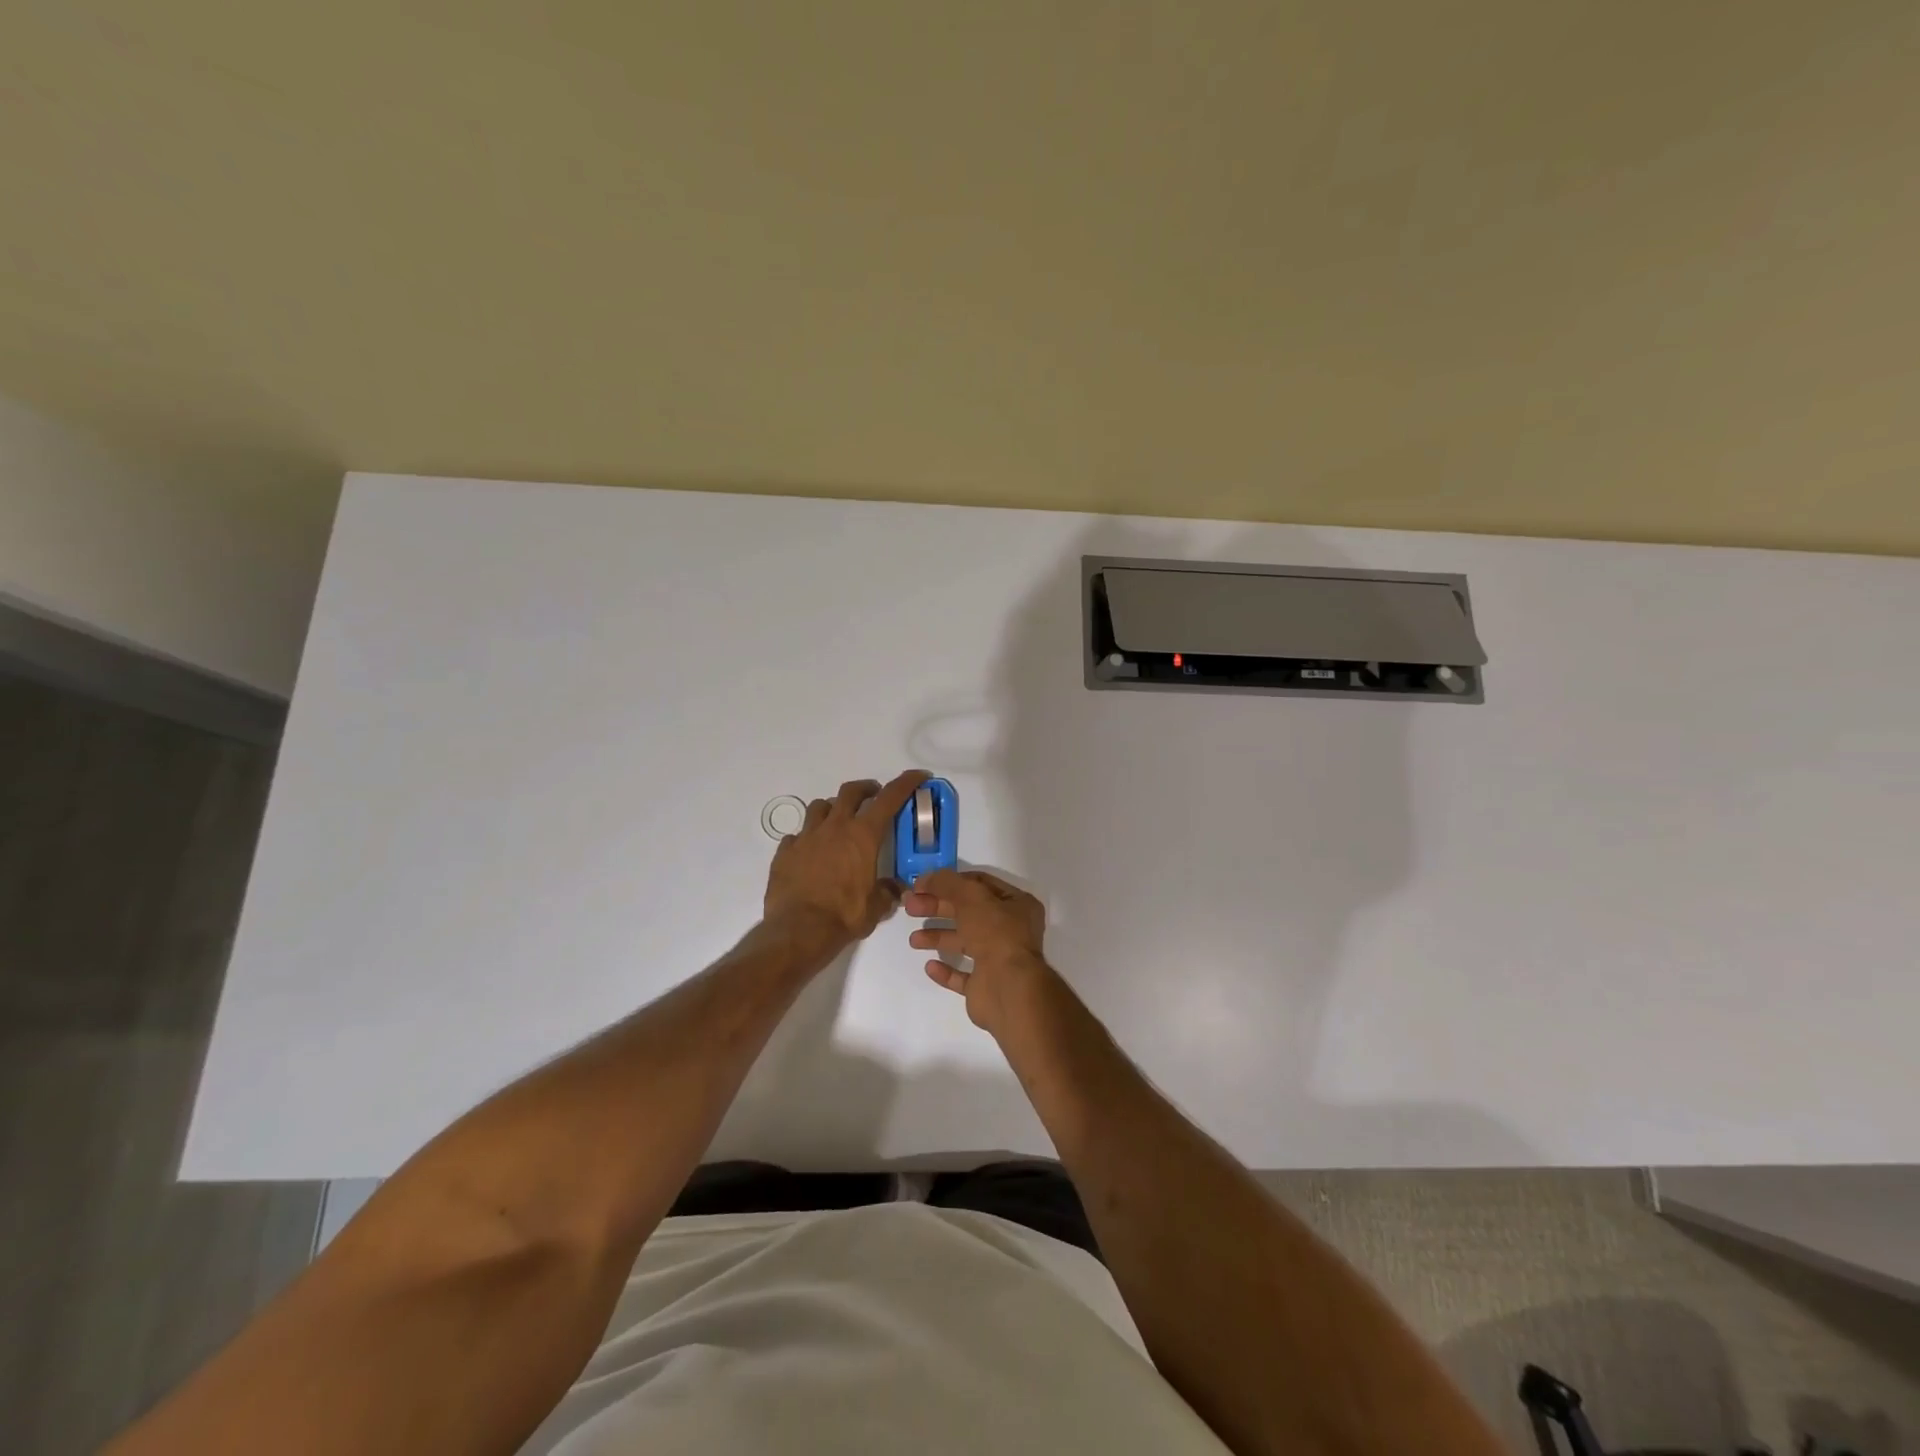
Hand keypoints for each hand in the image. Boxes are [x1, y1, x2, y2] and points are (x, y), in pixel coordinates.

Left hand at [764, 771, 927, 949]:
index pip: (889, 798)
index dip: (906, 783)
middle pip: (851, 791)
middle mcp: (835, 827)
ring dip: (833, 809)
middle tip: (873, 796)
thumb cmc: (844, 915)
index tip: (917, 776)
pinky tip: (810, 852)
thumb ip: (887, 892)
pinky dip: (807, 838)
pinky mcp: (785, 851)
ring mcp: (807, 836)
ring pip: (820, 806)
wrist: (798, 931)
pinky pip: (797, 835)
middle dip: (866, 789)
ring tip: (838, 823)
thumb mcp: (876, 907)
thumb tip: (895, 889)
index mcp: (863, 835)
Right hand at [904, 868, 1056, 1036]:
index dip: (950, 882)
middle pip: (968, 912)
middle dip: (938, 908)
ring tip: (914, 940)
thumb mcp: (971, 897)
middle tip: (910, 907)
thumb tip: (925, 877)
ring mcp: (999, 960)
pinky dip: (946, 970)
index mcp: (1017, 904)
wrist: (1008, 989)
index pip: (979, 884)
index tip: (922, 885)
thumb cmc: (995, 934)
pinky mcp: (986, 986)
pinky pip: (963, 975)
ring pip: (964, 943)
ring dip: (938, 937)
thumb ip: (947, 883)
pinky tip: (930, 966)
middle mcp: (1011, 930)